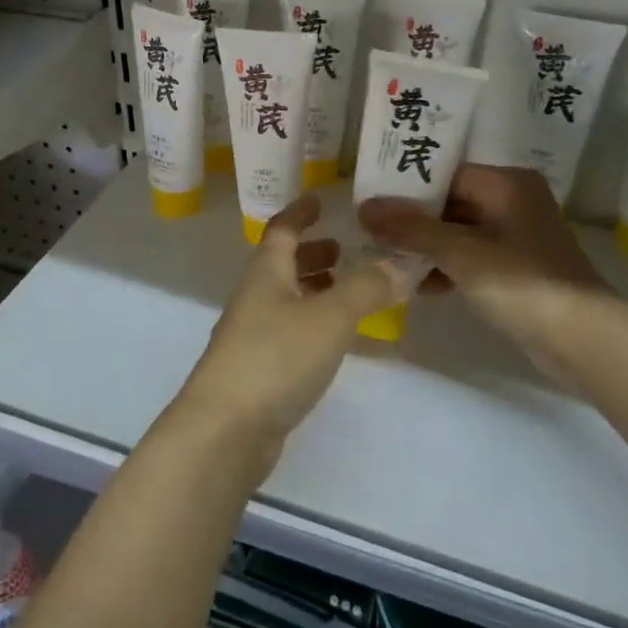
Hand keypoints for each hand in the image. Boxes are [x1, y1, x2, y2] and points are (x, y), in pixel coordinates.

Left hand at [174, 195, 397, 460]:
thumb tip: (401, 263)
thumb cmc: (276, 357)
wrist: (226, 428)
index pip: (281, 229)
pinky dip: (313, 323)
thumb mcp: (330, 316)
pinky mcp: (258, 369)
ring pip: (285, 299)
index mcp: (265, 273)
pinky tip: (336, 340)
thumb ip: (367, 288)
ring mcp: (252, 335)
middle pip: (281, 264)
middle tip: (344, 250)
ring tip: (347, 291)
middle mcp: (255, 298)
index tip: (318, 198)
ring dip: (313, 289)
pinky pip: (290, 332)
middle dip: (311, 254)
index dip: (300, 212)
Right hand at [357, 165, 606, 360]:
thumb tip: (363, 207)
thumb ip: (410, 228)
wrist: (582, 339)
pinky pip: (471, 257)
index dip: (406, 186)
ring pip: (458, 232)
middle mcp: (513, 201)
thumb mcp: (459, 251)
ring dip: (425, 247)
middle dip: (412, 220)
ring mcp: (517, 236)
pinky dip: (446, 267)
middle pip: (450, 202)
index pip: (445, 173)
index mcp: (506, 183)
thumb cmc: (520, 282)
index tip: (370, 199)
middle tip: (371, 232)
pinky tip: (419, 286)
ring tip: (388, 261)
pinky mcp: (517, 268)